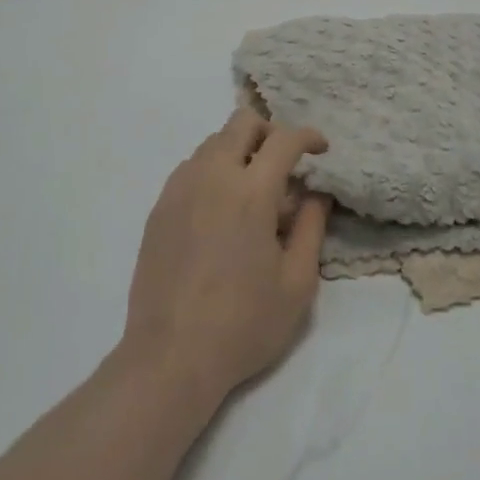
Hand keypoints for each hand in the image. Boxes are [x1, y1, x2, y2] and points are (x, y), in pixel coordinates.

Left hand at [122, 110, 331, 405]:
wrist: (170, 356)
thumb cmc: (243, 323)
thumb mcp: (297, 283)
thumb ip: (312, 228)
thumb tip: (316, 194)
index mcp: (251, 192)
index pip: (284, 139)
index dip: (308, 136)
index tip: (321, 150)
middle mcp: (212, 176)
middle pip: (242, 123)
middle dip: (270, 132)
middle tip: (285, 164)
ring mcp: (179, 189)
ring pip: (213, 142)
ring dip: (240, 151)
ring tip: (253, 191)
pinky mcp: (159, 207)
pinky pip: (191, 167)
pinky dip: (213, 170)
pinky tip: (221, 210)